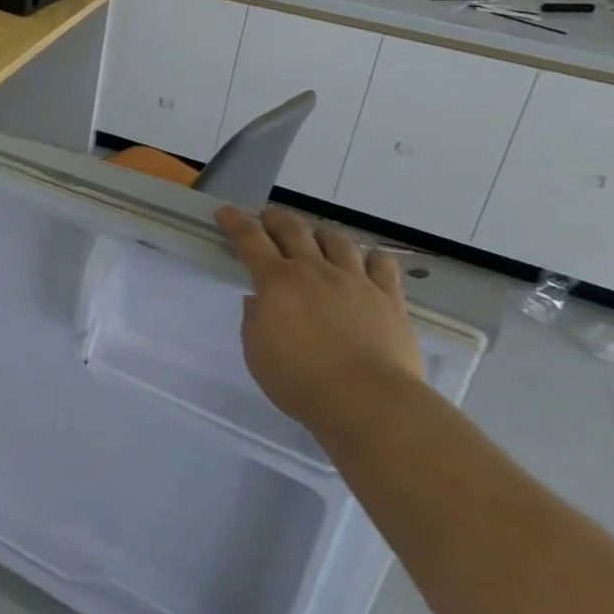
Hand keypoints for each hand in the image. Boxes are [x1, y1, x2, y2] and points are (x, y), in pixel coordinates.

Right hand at [216, 205, 422, 439]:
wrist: (369, 402)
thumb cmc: (301, 381)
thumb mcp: (256, 352)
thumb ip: (254, 319)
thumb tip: (260, 300)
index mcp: (278, 281)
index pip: (250, 239)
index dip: (235, 222)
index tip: (225, 211)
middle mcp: (315, 271)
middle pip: (293, 230)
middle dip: (276, 218)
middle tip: (267, 217)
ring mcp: (355, 281)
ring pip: (337, 240)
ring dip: (322, 233)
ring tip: (317, 237)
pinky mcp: (389, 299)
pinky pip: (383, 265)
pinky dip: (373, 258)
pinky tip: (369, 261)